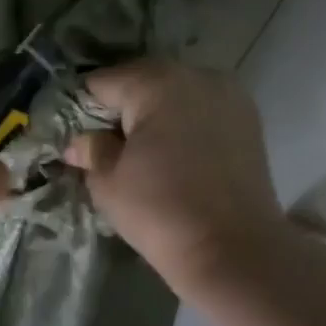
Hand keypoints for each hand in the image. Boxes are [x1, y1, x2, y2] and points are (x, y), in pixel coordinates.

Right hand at [63, 60, 287, 294]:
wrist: (235, 250)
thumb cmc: (161, 211)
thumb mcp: (108, 182)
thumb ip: (90, 150)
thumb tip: (79, 142)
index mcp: (157, 82)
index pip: (102, 82)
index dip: (82, 110)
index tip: (77, 139)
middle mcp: (197, 75)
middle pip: (142, 82)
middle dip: (121, 110)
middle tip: (107, 148)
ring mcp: (229, 95)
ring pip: (175, 94)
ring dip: (155, 116)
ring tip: (143, 155)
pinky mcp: (248, 120)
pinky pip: (202, 110)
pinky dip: (184, 125)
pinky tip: (176, 157)